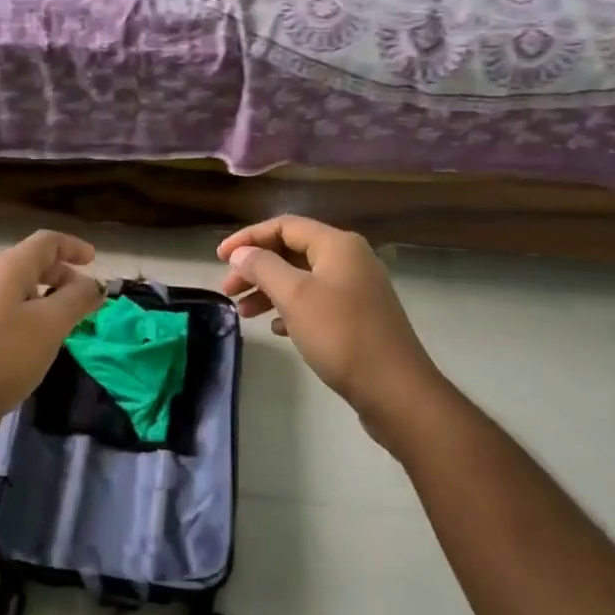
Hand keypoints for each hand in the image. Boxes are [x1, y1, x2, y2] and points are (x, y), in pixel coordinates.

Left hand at [0, 230, 104, 438]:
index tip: (94, 262)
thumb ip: (75, 301)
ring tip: (56, 327)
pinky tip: (22, 346)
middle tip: (80, 302)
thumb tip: (93, 284)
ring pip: (10, 288)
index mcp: (7, 267)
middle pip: (27, 263)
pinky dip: (18, 315)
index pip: (46, 241)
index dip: (73, 247)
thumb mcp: (48, 328)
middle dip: (59, 276)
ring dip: (39, 298)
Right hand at [218, 217, 445, 441]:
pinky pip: (316, 302)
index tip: (219, 258)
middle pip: (292, 251)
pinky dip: (291, 309)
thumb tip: (241, 253)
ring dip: (270, 290)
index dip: (248, 238)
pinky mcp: (358, 317)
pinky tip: (276, 328)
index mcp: (337, 245)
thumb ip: (263, 268)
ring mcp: (356, 289)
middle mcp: (350, 259)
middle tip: (228, 290)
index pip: (284, 226)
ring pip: (302, 279)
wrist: (395, 389)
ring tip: (244, 313)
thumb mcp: (294, 296)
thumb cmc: (340, 335)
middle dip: (256, 267)